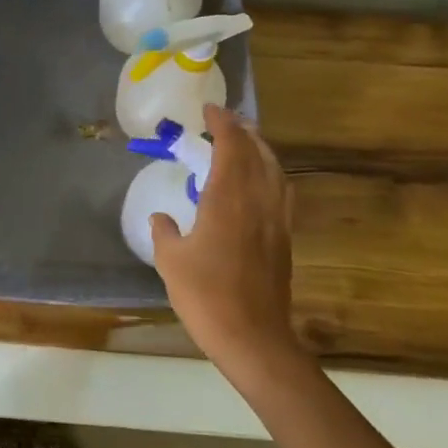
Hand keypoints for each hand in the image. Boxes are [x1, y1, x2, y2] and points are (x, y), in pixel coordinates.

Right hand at [150, 103, 300, 381]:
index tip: (208, 110)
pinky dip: (270, 174)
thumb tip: (162, 218)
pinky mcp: (284, 239)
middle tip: (225, 121)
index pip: (231, 148)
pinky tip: (260, 183)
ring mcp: (276, 220)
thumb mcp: (171, 262)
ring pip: (275, 171)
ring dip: (260, 150)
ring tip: (245, 143)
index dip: (221, 124)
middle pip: (258, 153)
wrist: (253, 337)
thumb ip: (165, 232)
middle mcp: (258, 201)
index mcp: (228, 200)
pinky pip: (281, 192)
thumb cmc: (205, 296)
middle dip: (243, 131)